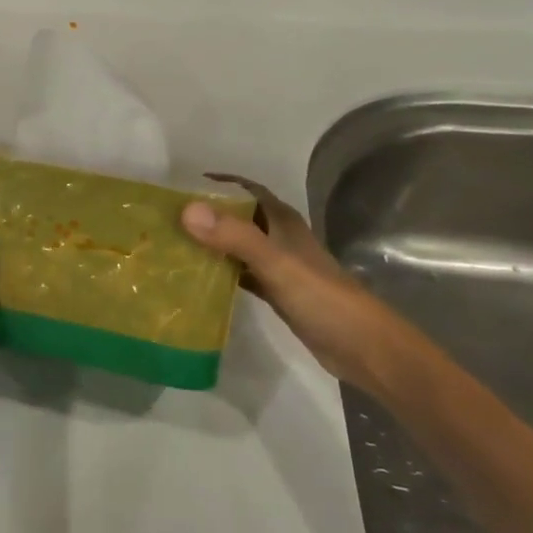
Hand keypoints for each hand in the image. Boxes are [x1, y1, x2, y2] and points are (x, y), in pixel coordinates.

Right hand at [182, 175, 417, 394]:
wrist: (363, 348)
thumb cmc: (321, 298)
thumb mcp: (276, 263)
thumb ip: (235, 236)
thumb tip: (186, 210)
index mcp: (283, 222)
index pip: (248, 189)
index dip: (220, 184)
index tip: (183, 187)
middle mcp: (280, 238)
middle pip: (239, 217)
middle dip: (209, 215)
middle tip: (169, 220)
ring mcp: (279, 267)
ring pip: (239, 246)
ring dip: (213, 244)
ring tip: (175, 246)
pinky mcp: (277, 293)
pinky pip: (242, 274)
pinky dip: (222, 273)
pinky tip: (198, 281)